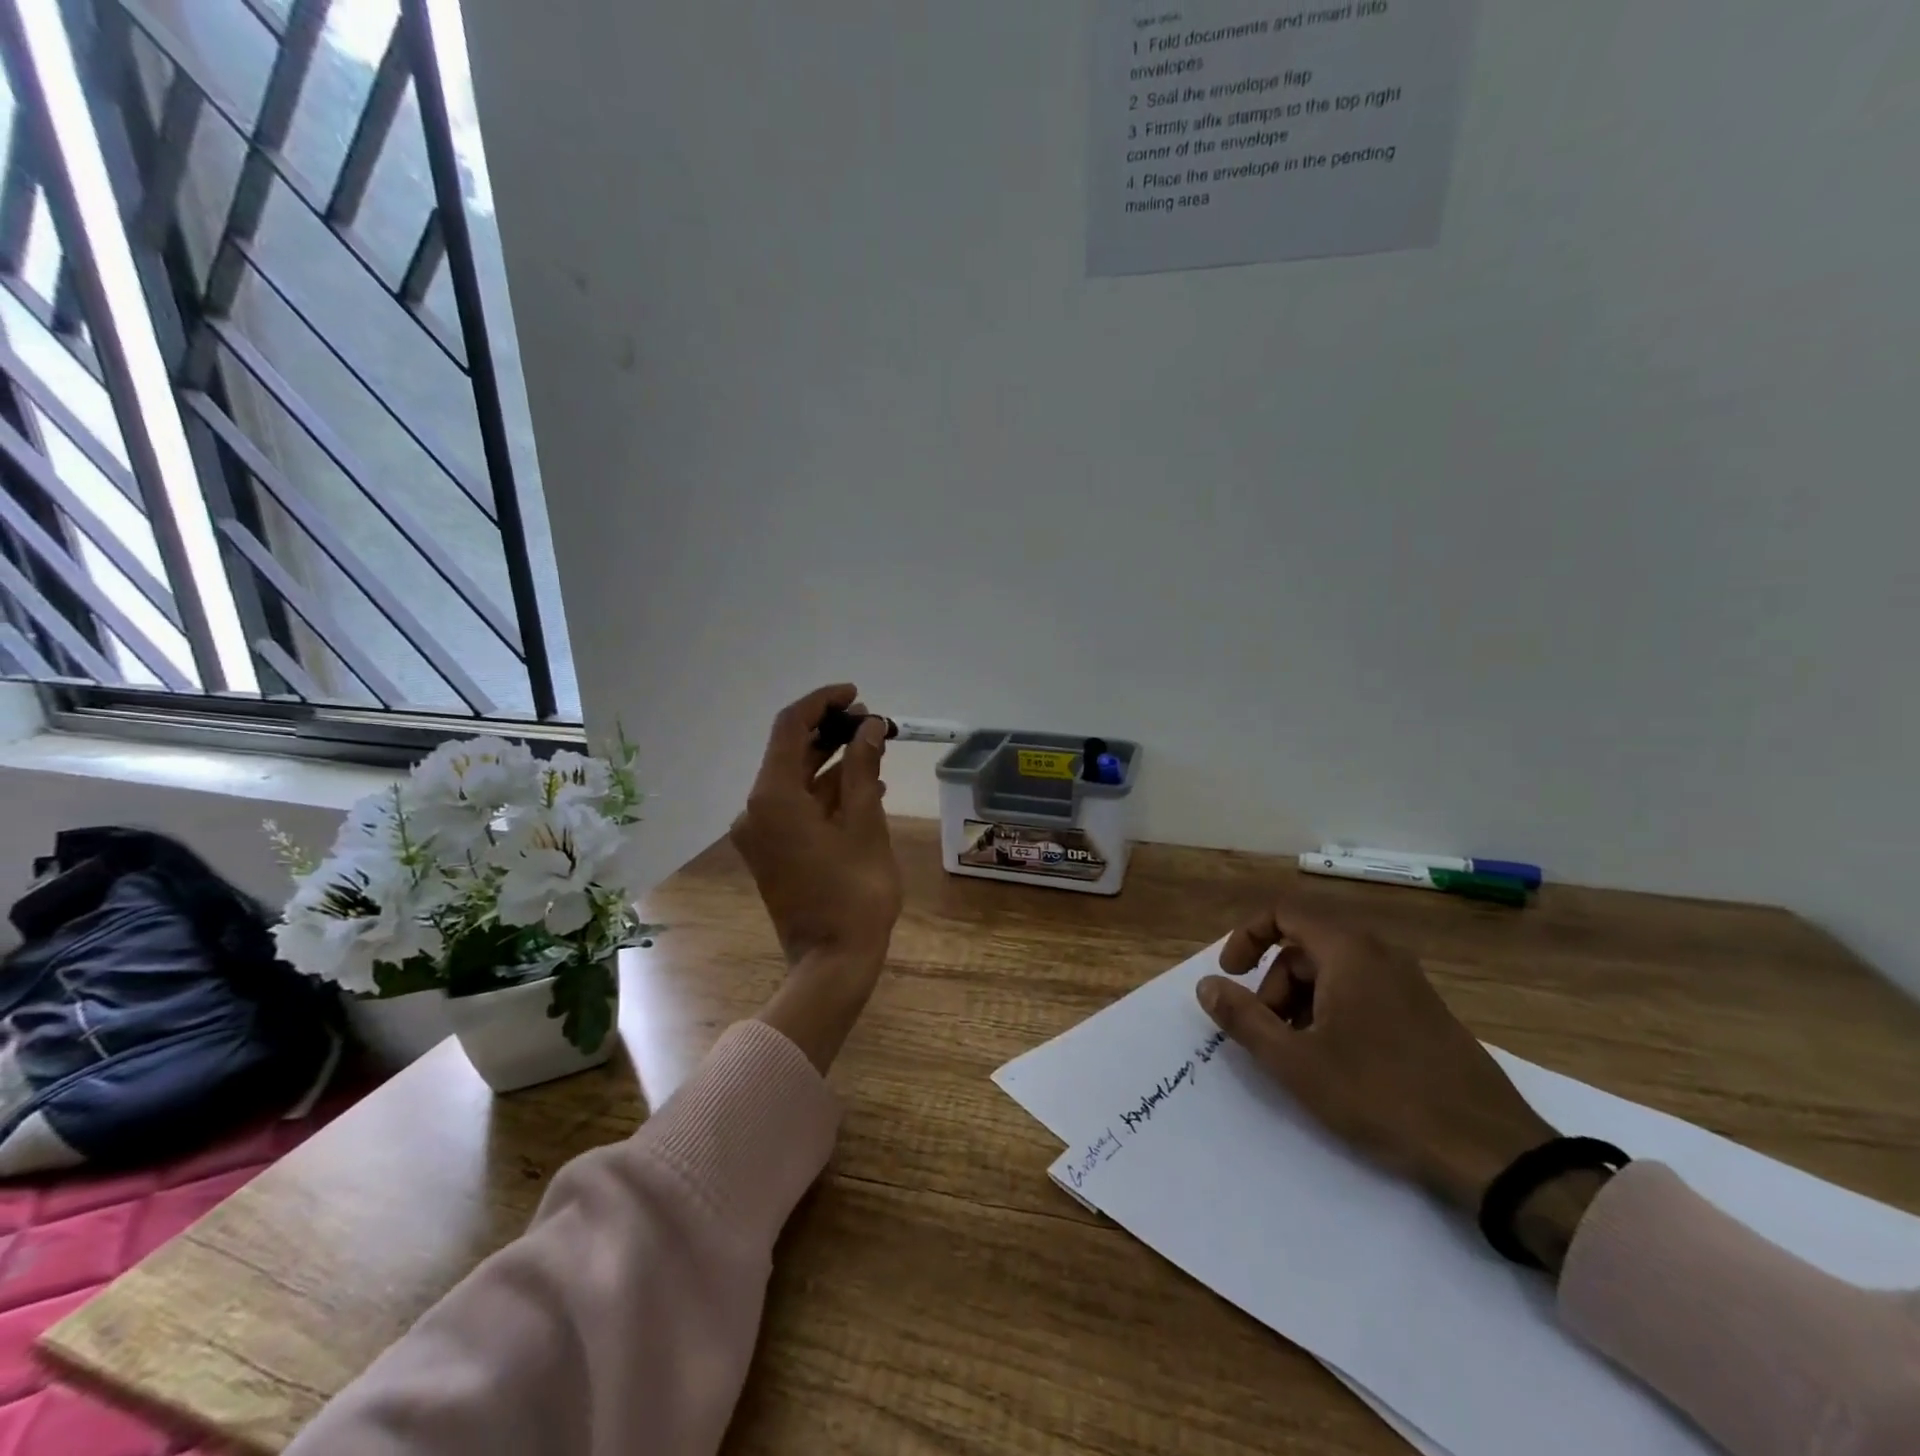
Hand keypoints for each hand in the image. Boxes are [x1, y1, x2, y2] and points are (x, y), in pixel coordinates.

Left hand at [732, 685, 902, 1071]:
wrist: (831, 962)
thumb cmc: (855, 892)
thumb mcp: (865, 823)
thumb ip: (863, 768)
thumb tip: (870, 727)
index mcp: (772, 797)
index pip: (790, 727)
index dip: (822, 703)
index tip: (857, 695)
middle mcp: (756, 809)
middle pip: (790, 752)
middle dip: (830, 732)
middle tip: (872, 722)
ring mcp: (761, 833)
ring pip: (796, 781)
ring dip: (832, 762)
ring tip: (875, 748)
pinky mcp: (772, 851)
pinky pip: (797, 808)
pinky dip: (825, 793)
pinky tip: (863, 786)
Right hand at [1195, 899, 1556, 1217]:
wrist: (1492, 1152)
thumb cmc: (1381, 1096)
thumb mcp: (1295, 1061)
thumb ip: (1243, 1018)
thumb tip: (1206, 986)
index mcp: (1349, 950)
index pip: (1282, 912)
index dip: (1246, 937)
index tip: (1230, 976)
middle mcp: (1379, 953)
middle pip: (1304, 946)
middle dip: (1273, 984)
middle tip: (1267, 1033)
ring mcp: (1407, 982)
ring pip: (1332, 971)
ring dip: (1300, 1002)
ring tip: (1299, 1054)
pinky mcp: (1424, 1012)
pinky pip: (1361, 991)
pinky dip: (1332, 1012)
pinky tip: (1336, 1062)